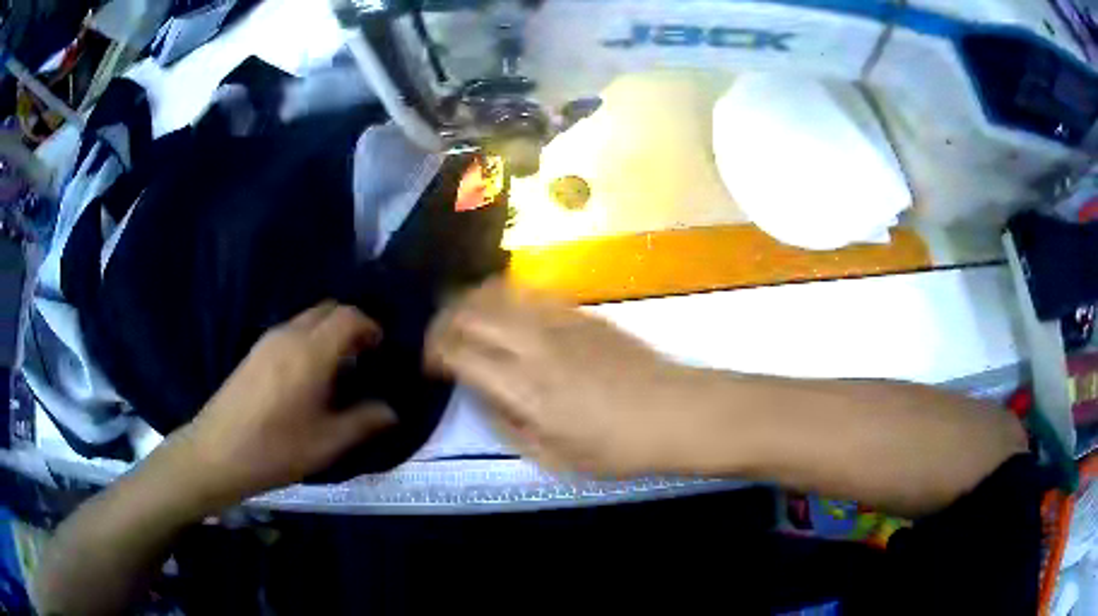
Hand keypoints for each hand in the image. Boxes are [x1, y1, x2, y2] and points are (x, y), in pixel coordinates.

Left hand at [174, 302, 397, 502]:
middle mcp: (288, 334)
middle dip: (350, 323)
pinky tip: (307, 376)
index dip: (371, 326)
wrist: (217, 452)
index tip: (382, 349)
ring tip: (338, 369)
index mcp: (310, 352)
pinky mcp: (253, 352)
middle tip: (363, 357)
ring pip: (307, 318)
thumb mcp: (327, 442)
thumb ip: (364, 421)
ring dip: (327, 332)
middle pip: (327, 308)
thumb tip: (392, 411)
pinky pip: (290, 331)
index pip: (349, 315)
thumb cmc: (275, 449)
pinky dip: (308, 340)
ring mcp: (267, 340)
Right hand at [426, 280, 699, 476]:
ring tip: (463, 319)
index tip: (430, 365)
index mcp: (525, 388)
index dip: (434, 353)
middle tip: (439, 338)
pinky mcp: (580, 312)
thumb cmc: (616, 447)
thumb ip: (508, 425)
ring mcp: (559, 322)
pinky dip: (503, 296)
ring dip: (470, 302)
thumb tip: (481, 397)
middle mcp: (534, 345)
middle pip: (469, 313)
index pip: (458, 352)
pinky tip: (505, 312)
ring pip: (496, 293)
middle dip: (442, 321)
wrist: (674, 412)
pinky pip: (528, 292)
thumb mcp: (554, 457)